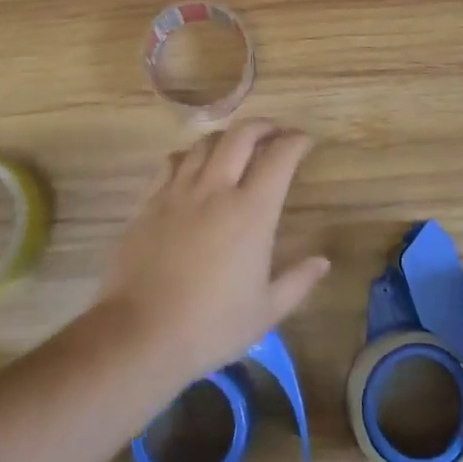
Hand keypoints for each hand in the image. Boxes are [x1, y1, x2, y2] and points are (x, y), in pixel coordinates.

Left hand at [98, 120, 330, 382]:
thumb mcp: (266, 312)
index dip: (296, 141)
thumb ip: (298, 281)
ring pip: (205, 142)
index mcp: (251, 211)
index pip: (279, 156)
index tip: (305, 141)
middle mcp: (216, 189)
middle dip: (264, 125)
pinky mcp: (148, 202)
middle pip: (241, 134)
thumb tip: (323, 261)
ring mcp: (178, 192)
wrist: (139, 335)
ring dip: (227, 137)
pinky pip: (172, 162)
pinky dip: (190, 155)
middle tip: (276, 133)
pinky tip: (193, 167)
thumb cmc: (210, 327)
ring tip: (236, 147)